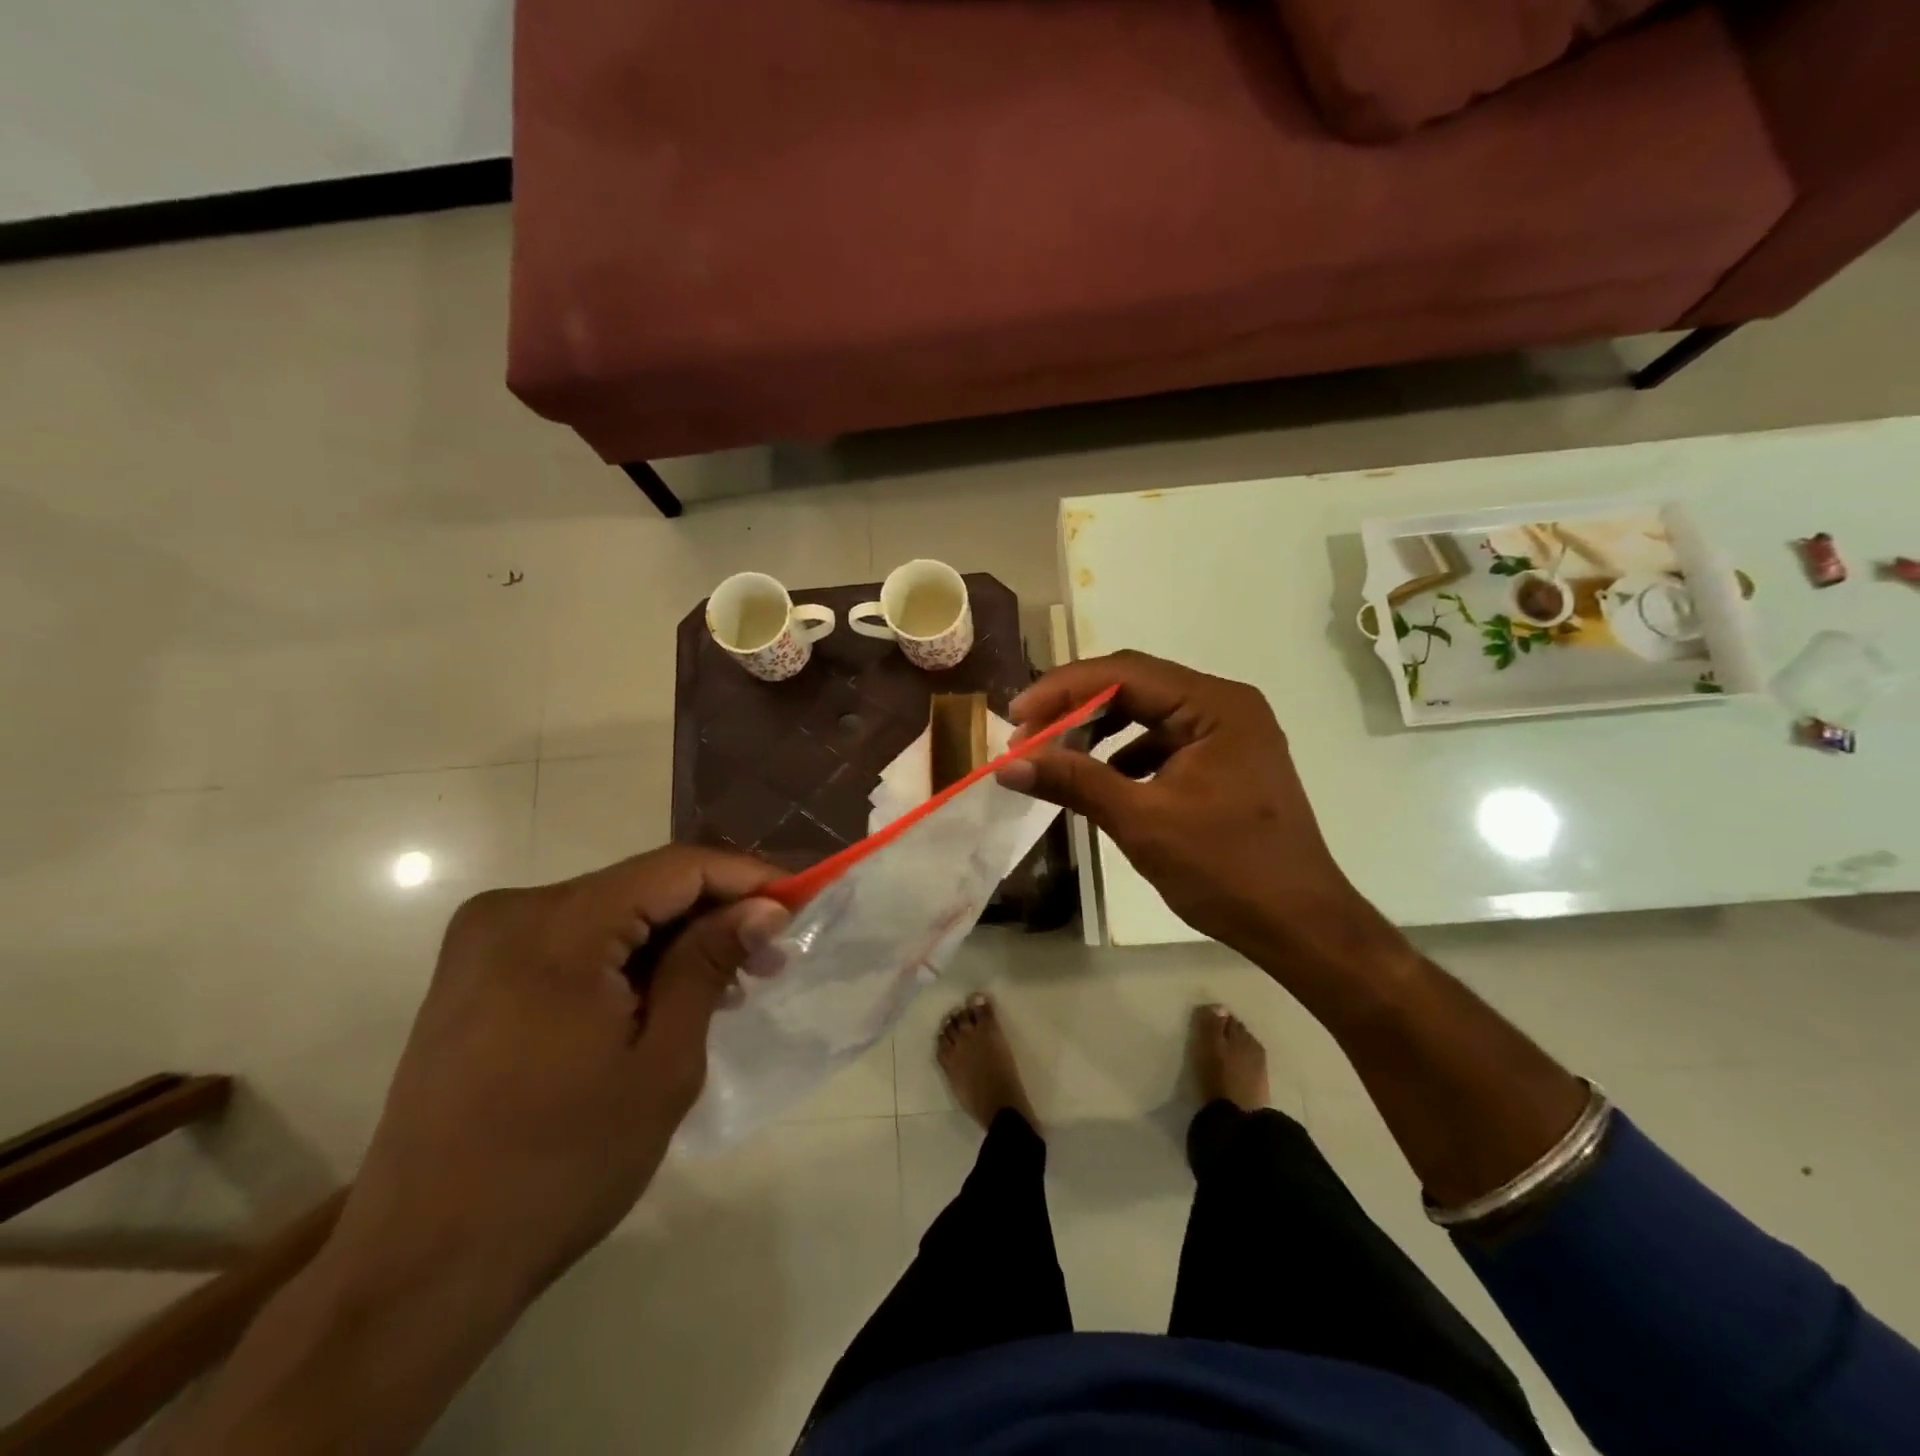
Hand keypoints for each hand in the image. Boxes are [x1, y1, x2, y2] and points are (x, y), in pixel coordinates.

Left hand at [326, 847, 788, 1306]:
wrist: (420, 1268)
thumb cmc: (560, 1167)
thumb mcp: (661, 1064)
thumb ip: (709, 966)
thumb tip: (764, 908)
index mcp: (555, 927)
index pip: (676, 868)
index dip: (747, 877)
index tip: (799, 904)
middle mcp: (512, 912)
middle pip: (642, 886)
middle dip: (714, 913)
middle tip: (771, 954)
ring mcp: (486, 942)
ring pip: (612, 912)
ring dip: (674, 939)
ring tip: (730, 982)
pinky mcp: (477, 974)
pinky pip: (576, 940)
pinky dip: (630, 958)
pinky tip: (667, 995)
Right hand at [1000, 651, 1407, 991]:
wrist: (1299, 925)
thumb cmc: (1227, 869)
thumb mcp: (1142, 821)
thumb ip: (1074, 782)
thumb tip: (1007, 765)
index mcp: (1215, 704)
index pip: (1124, 673)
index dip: (1062, 690)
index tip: (1015, 718)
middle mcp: (1224, 705)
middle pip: (1134, 685)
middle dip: (1075, 708)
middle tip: (1026, 736)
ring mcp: (1226, 733)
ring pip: (1145, 712)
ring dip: (1096, 729)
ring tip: (1053, 755)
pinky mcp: (1222, 762)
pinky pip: (1161, 741)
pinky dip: (1123, 754)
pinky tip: (1098, 779)